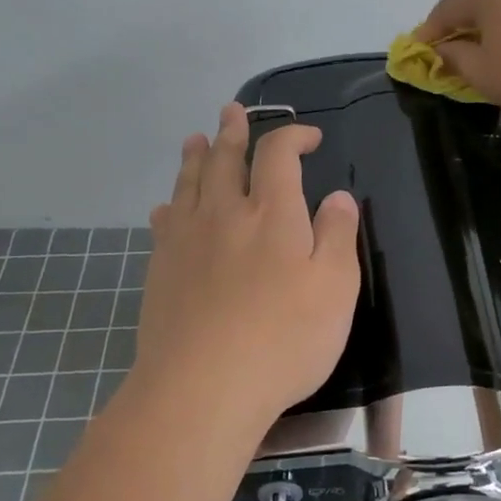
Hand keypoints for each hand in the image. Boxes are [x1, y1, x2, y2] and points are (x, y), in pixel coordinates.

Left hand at [135, 103, 360, 428]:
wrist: (202, 388)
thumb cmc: (283, 338)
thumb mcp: (336, 289)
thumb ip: (338, 236)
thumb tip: (338, 196)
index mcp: (272, 212)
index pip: (278, 153)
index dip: (293, 135)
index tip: (309, 138)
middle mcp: (225, 213)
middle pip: (224, 158)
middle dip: (232, 132)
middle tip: (231, 112)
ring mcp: (187, 239)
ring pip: (189, 183)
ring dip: (195, 157)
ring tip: (195, 139)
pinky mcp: (161, 269)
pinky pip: (163, 222)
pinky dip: (170, 205)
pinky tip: (167, 208)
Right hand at [414, 0, 500, 120]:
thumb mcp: (481, 73)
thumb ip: (455, 58)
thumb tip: (445, 49)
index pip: (447, 8)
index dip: (430, 31)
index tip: (419, 50)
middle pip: (479, 1)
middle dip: (463, 26)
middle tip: (453, 50)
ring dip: (495, 26)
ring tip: (491, 52)